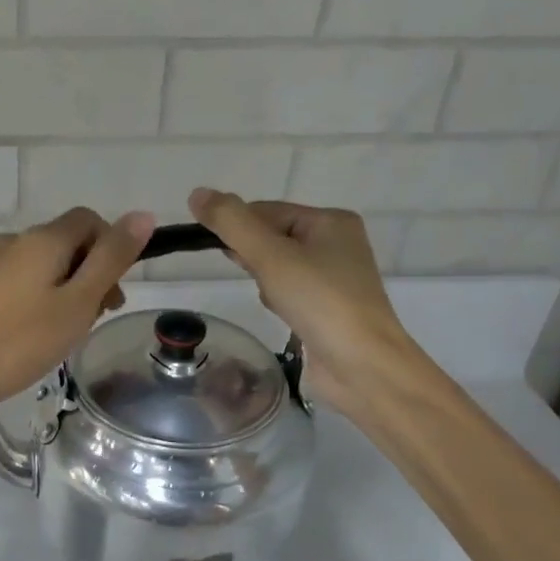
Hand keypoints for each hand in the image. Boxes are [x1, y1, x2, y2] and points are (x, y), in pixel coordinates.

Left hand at [0, 208, 154, 429]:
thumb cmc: (20, 340)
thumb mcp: (78, 302)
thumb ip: (112, 258)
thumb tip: (142, 215)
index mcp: (43, 238)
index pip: (90, 220)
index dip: (112, 247)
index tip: (114, 292)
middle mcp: (15, 241)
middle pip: (67, 242)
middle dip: (91, 273)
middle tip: (95, 319)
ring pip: (44, 265)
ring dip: (66, 290)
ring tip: (66, 333)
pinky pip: (21, 282)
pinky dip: (40, 300)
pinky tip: (34, 336)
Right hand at [187, 188, 417, 412]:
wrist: (363, 367)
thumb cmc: (320, 302)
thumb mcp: (270, 256)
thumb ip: (232, 223)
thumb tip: (197, 194)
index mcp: (330, 221)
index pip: (266, 211)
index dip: (238, 228)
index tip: (220, 251)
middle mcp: (336, 243)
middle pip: (271, 236)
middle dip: (253, 257)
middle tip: (254, 276)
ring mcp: (334, 277)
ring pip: (277, 265)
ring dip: (264, 279)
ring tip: (275, 299)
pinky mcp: (328, 307)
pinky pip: (289, 290)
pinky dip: (278, 298)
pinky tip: (281, 313)